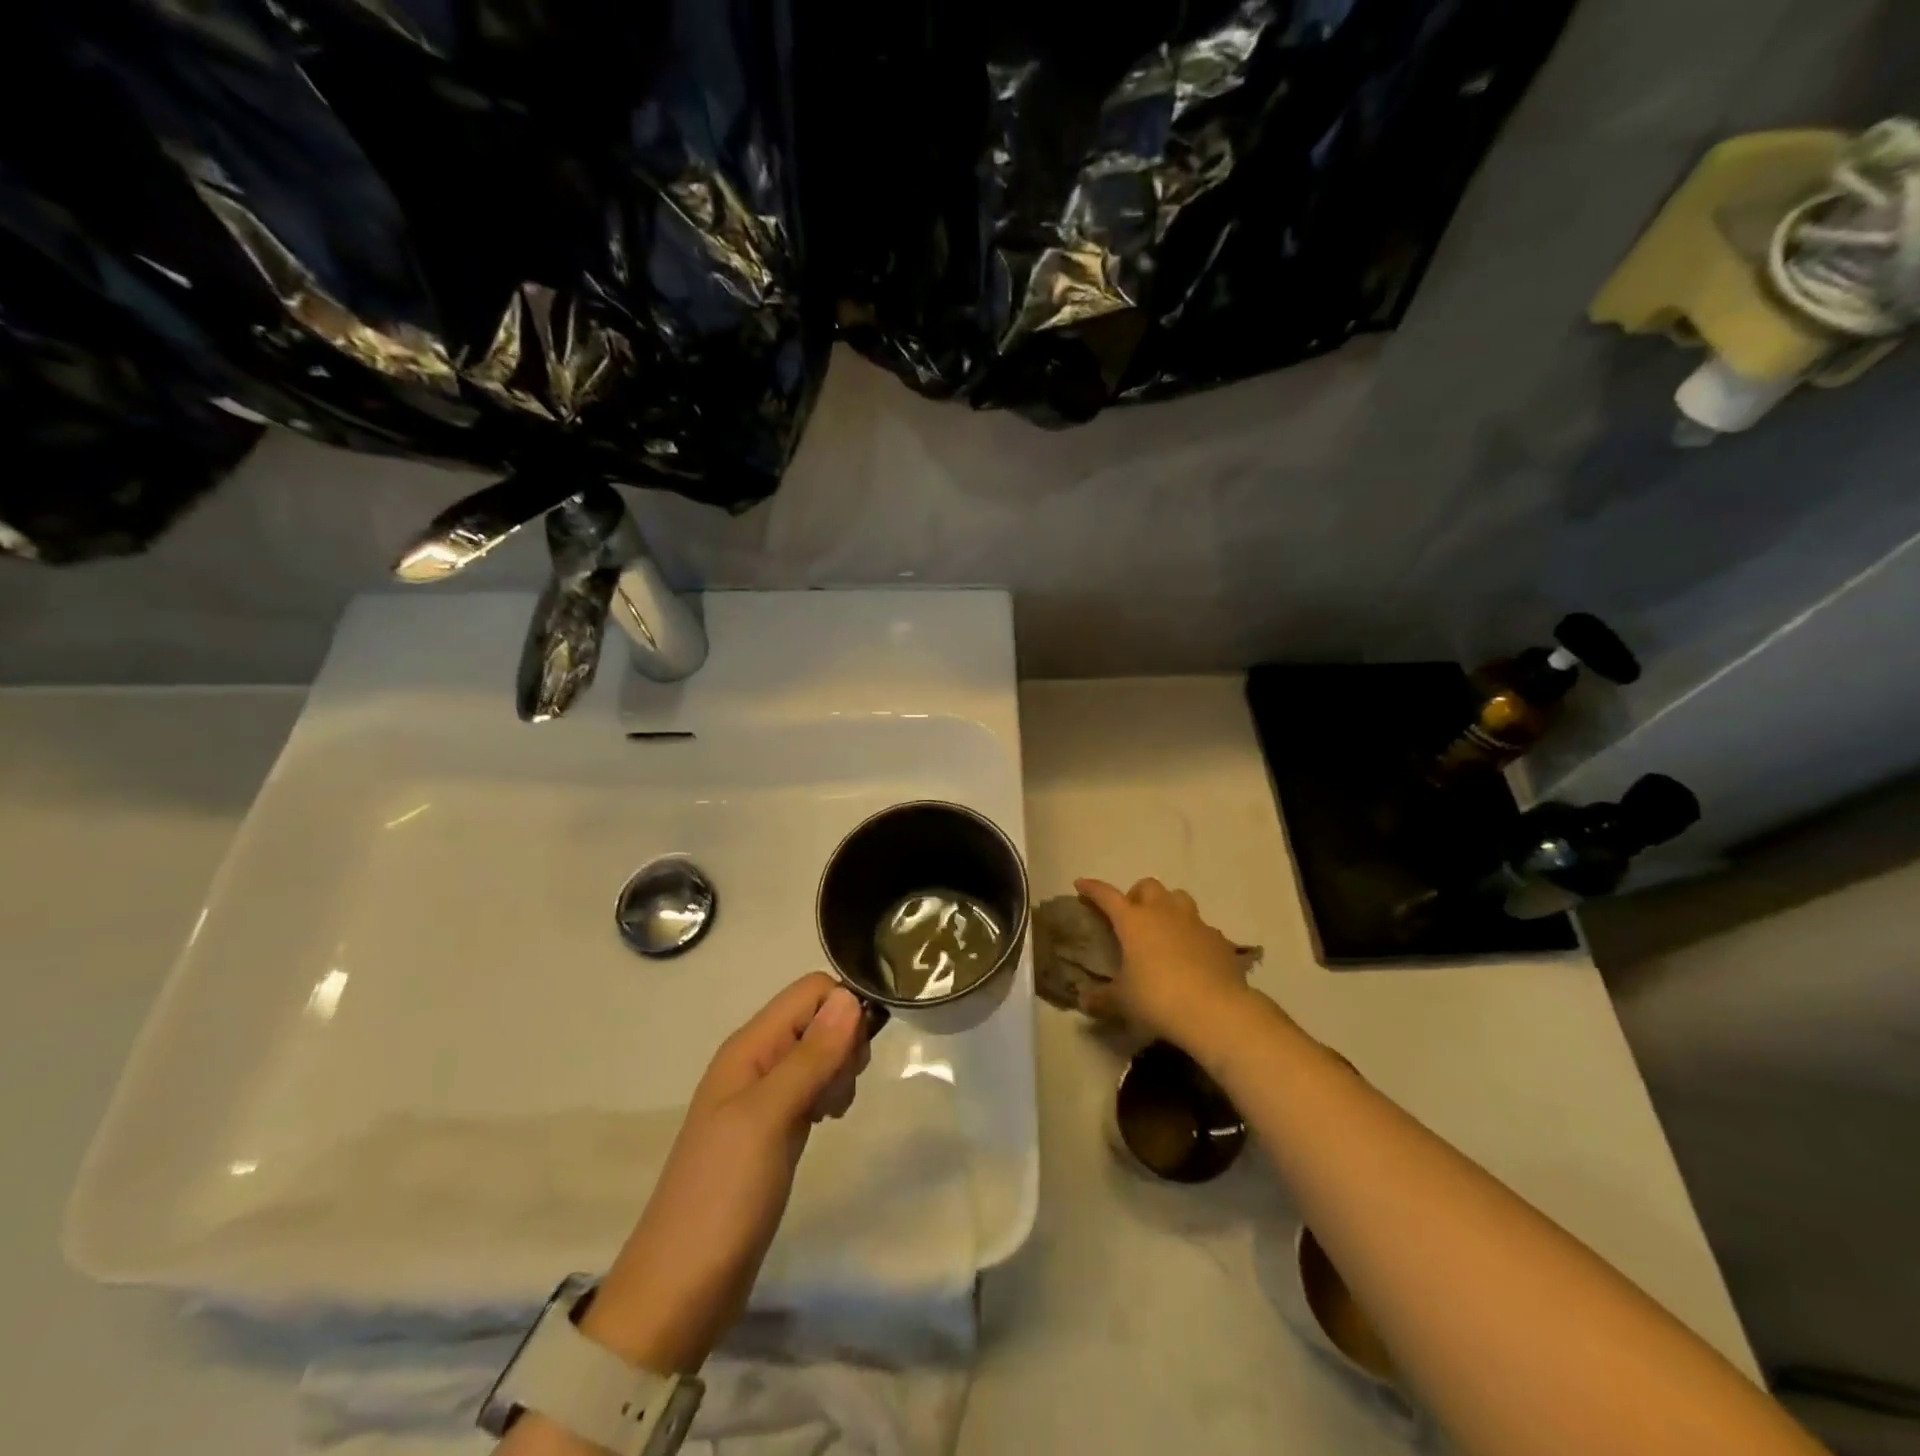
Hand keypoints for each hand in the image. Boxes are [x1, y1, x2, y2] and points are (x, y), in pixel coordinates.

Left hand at [579, 974, 870, 1371]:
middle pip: (818, 1018)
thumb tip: (851, 997)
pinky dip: (829, 1096)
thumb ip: (811, 1056)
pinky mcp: (774, 1126)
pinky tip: (826, 1123)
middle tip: (838, 1092)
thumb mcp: (769, 1117)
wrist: (681, 1289)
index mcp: (749, 1046)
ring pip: (820, 1053)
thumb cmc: (723, 1194)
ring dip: (839, 1073)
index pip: (810, 991)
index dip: (842, 1011)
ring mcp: (764, 1095)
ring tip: (831, 1113)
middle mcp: (757, 1060)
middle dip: (844, 1044)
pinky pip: (813, 1087)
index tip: (854, 1057)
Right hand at [1074, 877, 1257, 1051]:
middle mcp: (1164, 913)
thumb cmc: (1158, 999)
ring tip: (1162, 930)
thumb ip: (1100, 998)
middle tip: (1131, 917)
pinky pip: (1201, 927)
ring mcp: (1195, 923)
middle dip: (1136, 895)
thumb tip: (1083, 1000)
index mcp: (1134, 921)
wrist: (1216, 1011)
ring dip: (1166, 906)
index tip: (1081, 884)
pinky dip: (1191, 934)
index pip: (1107, 895)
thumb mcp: (1122, 1002)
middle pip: (1148, 886)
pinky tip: (1190, 955)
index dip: (1092, 888)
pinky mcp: (1219, 940)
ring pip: (1178, 898)